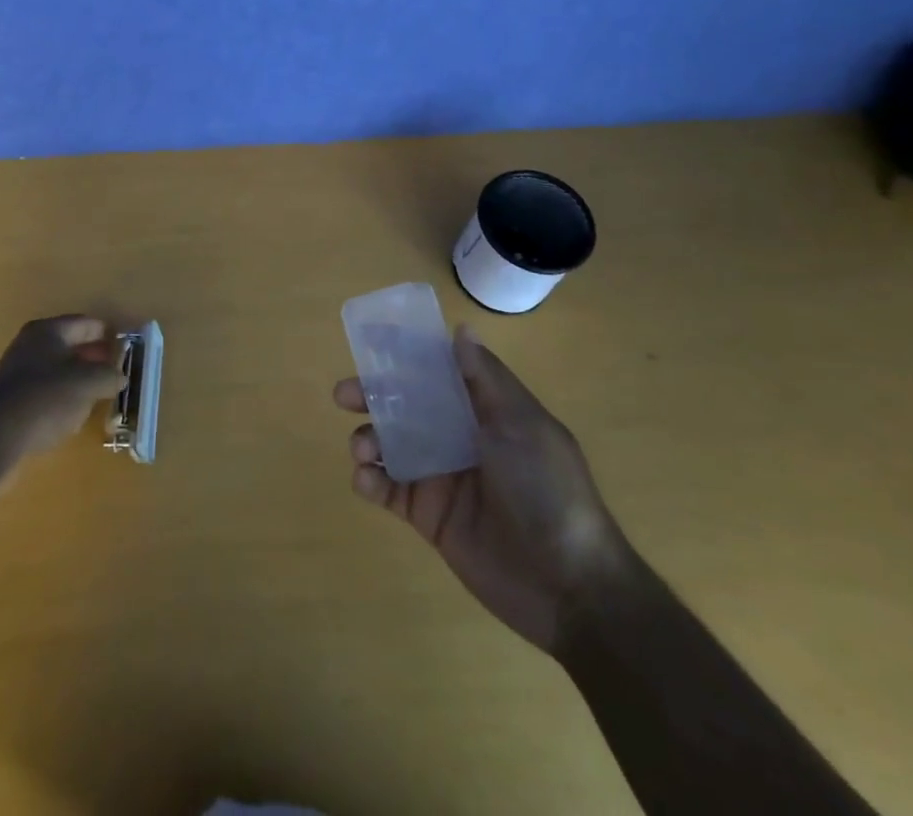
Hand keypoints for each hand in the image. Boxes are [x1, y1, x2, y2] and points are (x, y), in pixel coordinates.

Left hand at [0, 315, 126, 458]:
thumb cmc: (47, 396)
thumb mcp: (88, 383)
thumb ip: (109, 376)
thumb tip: (119, 377)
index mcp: (48, 330)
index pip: (85, 324)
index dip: (107, 333)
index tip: (125, 345)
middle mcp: (30, 344)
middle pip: (70, 345)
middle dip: (93, 356)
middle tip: (115, 369)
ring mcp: (17, 371)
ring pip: (57, 369)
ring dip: (78, 378)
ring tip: (98, 392)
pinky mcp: (11, 399)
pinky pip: (45, 390)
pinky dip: (62, 396)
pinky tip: (73, 413)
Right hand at [336, 326, 631, 652]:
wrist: (568, 585)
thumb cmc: (548, 490)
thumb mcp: (523, 426)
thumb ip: (486, 379)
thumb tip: (461, 329)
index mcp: (482, 410)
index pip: (437, 370)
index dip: (405, 354)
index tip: (371, 338)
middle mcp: (457, 436)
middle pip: (404, 405)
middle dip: (371, 395)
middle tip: (343, 395)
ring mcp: (440, 476)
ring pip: (389, 445)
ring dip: (367, 438)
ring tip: (363, 449)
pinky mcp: (427, 516)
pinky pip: (388, 491)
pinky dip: (369, 481)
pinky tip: (365, 480)